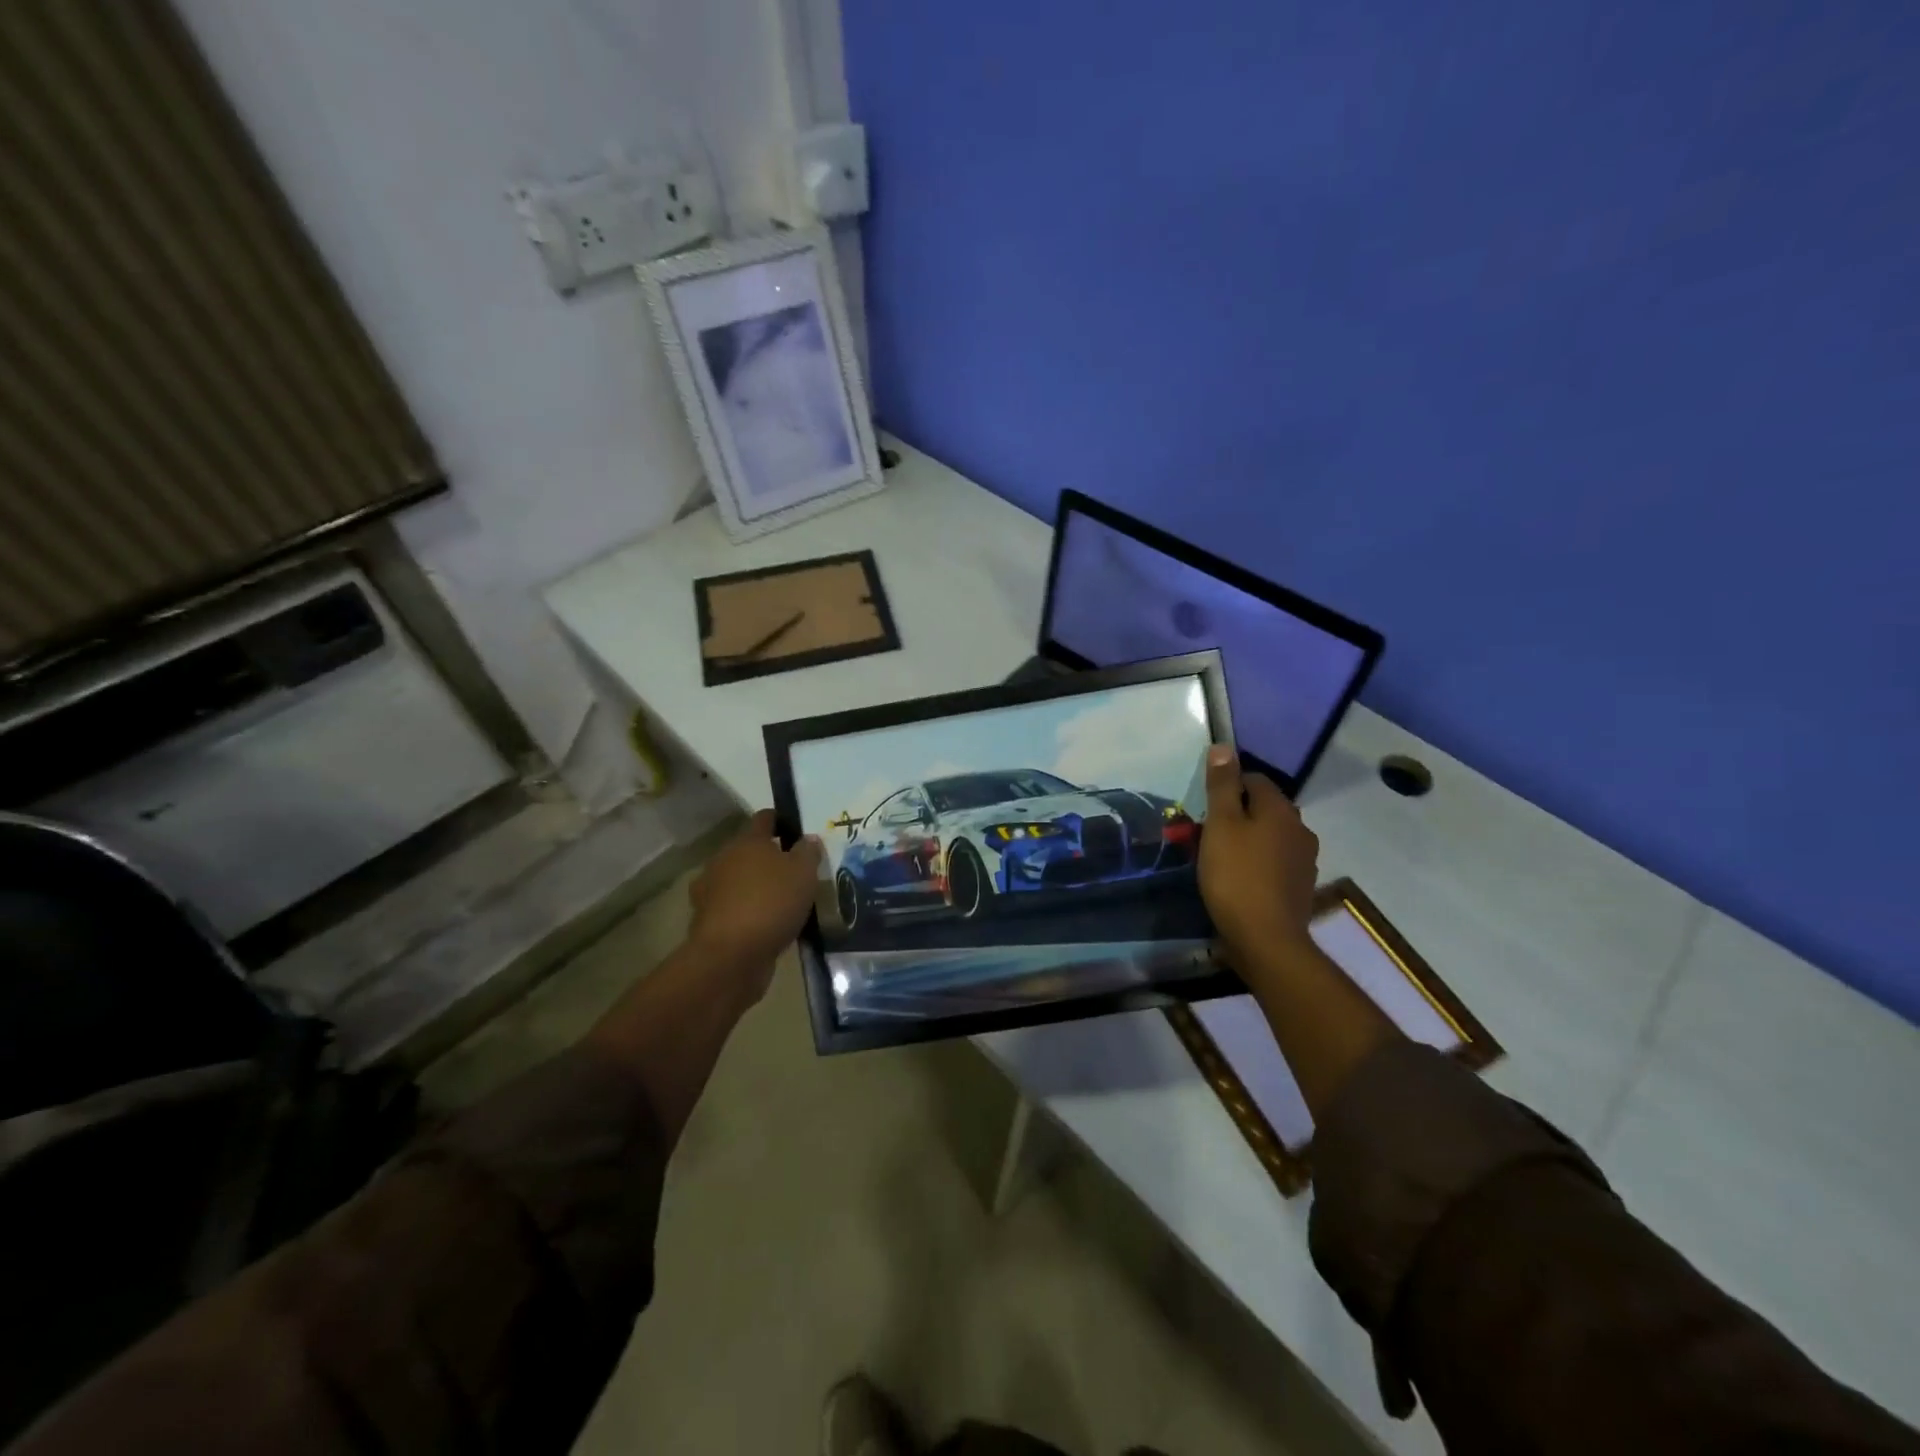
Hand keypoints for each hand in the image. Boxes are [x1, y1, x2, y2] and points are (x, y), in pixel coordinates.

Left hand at [688, 810, 824, 1002]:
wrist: (730, 957)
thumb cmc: (770, 903)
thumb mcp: (803, 873)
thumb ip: (808, 852)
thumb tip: (808, 839)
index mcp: (746, 841)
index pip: (764, 818)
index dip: (781, 821)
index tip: (798, 830)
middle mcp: (724, 861)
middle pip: (750, 851)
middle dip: (771, 858)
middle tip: (797, 871)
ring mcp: (712, 892)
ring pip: (741, 881)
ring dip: (759, 887)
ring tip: (785, 901)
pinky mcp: (709, 922)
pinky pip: (736, 909)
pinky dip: (750, 912)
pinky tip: (770, 925)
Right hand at [1198, 746, 1319, 968]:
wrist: (1266, 940)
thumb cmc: (1236, 876)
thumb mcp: (1220, 826)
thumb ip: (1221, 786)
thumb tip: (1224, 747)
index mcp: (1281, 809)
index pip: (1254, 779)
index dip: (1227, 787)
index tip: (1204, 808)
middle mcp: (1300, 829)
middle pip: (1264, 808)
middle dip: (1237, 814)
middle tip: (1207, 833)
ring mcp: (1304, 860)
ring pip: (1270, 836)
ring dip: (1249, 840)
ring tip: (1220, 857)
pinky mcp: (1299, 887)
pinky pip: (1275, 862)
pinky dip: (1257, 864)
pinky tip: (1239, 880)